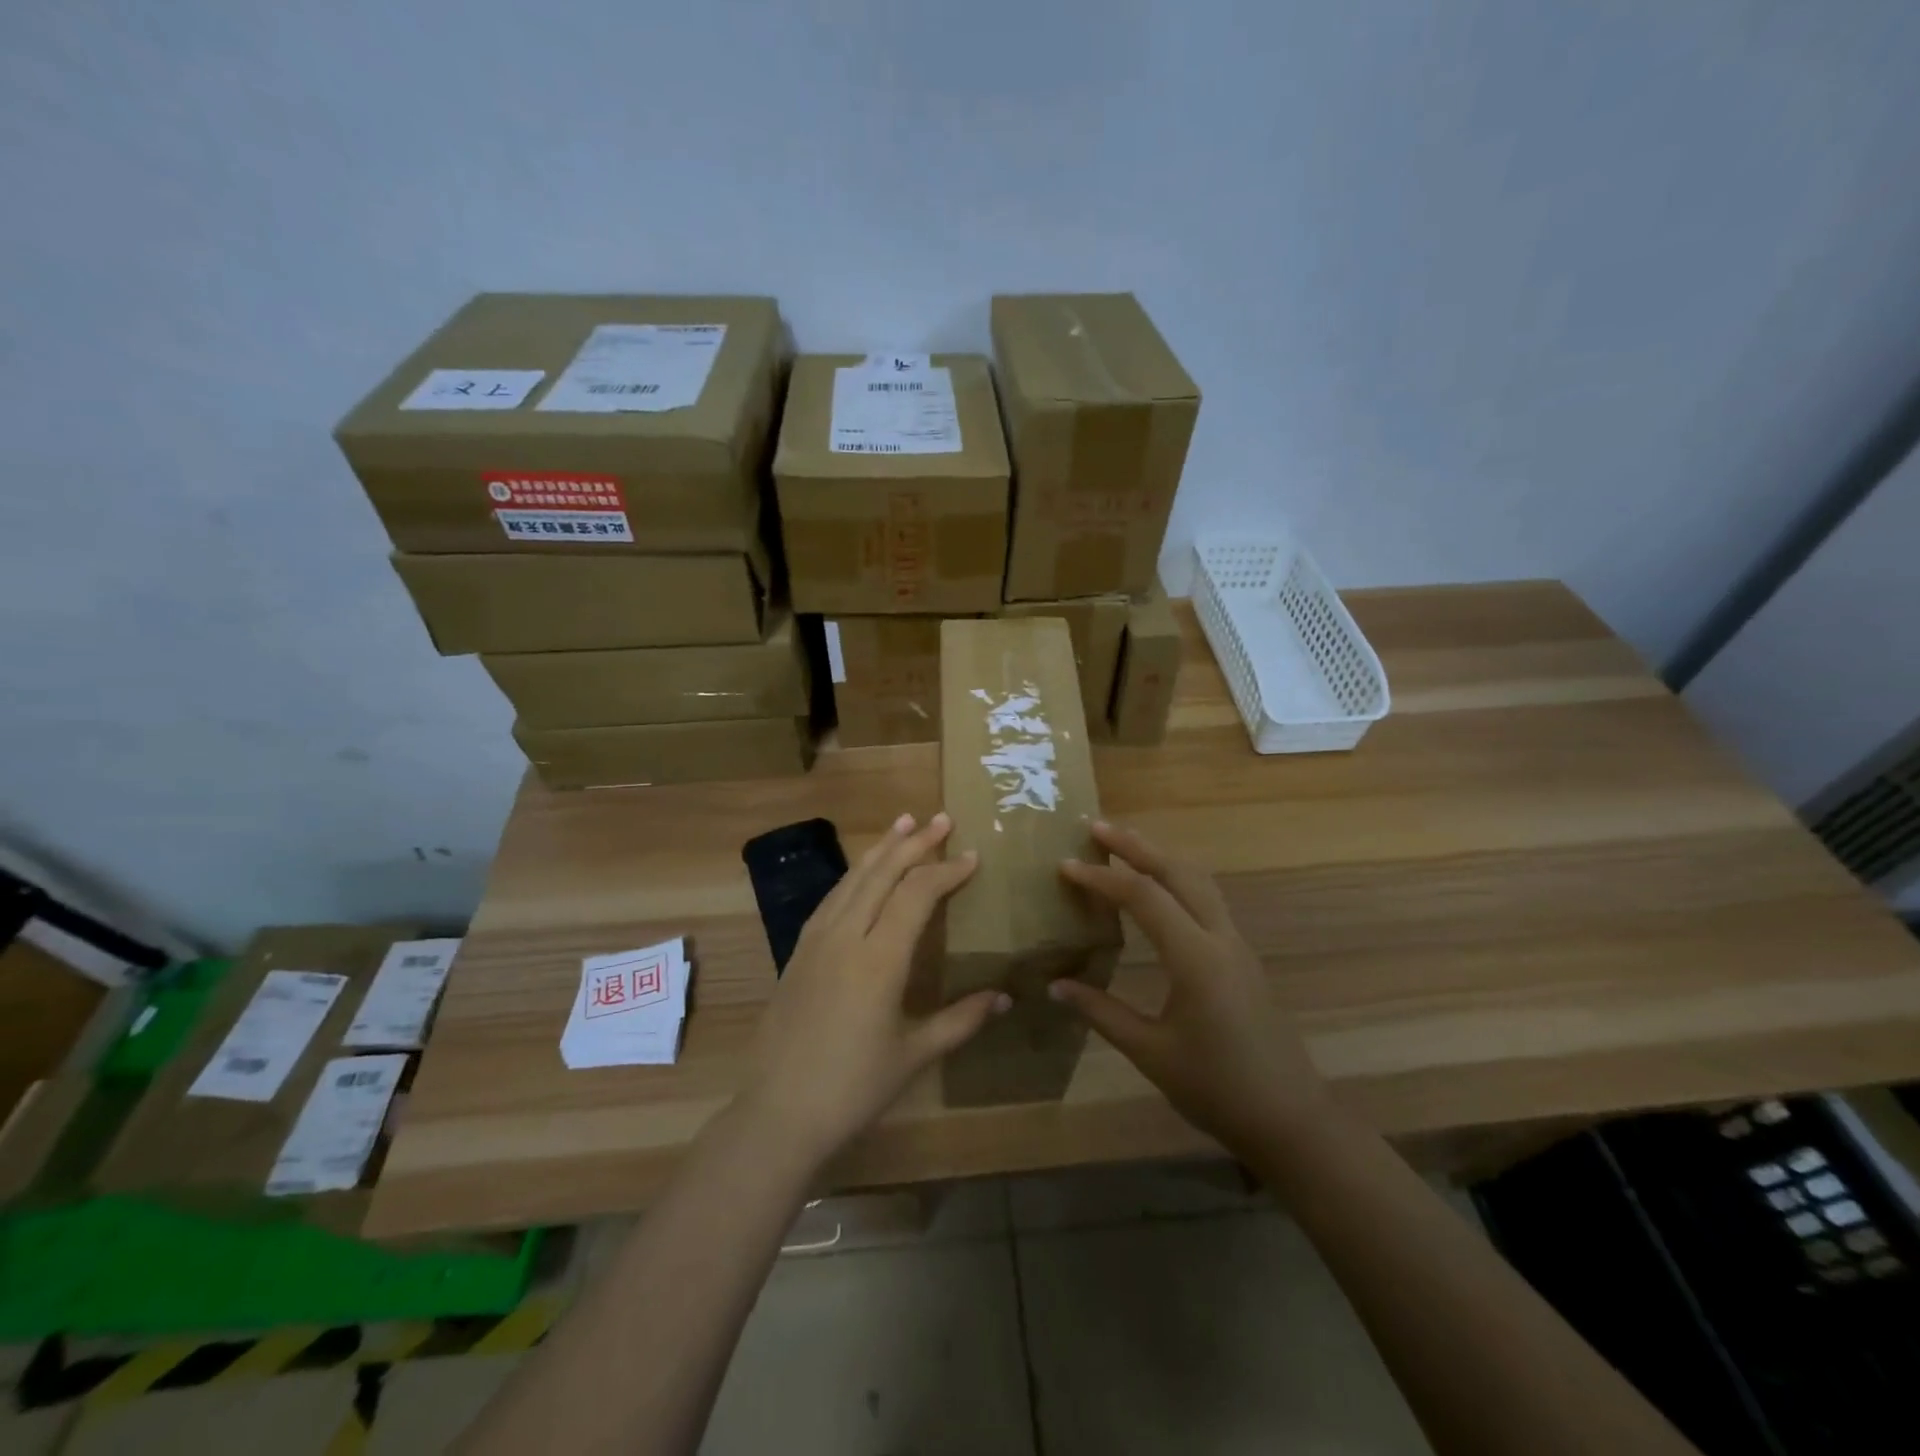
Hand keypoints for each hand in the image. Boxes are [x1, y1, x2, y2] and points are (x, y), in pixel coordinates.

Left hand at [740, 812, 1008, 1162]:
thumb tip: (1005, 998)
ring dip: (881, 849)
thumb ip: (961, 1020)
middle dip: (914, 843)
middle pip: (883, 874)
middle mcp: (845, 936)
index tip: (971, 856)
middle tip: (941, 818)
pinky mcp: (797, 953)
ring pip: (852, 879)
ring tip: (902, 823)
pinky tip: (862, 873)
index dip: (946, 870)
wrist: (777, 1113)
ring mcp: (816, 941)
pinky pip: (831, 898)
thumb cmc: (853, 1087)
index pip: (916, 894)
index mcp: (879, 959)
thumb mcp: (914, 1055)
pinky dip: (854, 876)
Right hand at [1050, 821, 1327, 1157]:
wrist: (1291, 1118)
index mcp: (1196, 959)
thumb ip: (1102, 1012)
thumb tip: (1055, 987)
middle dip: (1136, 845)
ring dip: (1160, 856)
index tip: (1065, 866)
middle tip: (1096, 827)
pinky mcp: (1241, 956)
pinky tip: (1157, 888)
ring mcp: (1236, 944)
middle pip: (1177, 872)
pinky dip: (1177, 878)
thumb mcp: (1151, 1053)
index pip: (1143, 897)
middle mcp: (1219, 938)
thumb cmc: (1218, 1089)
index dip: (1102, 878)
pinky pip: (1207, 899)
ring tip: (1124, 844)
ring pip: (1198, 880)